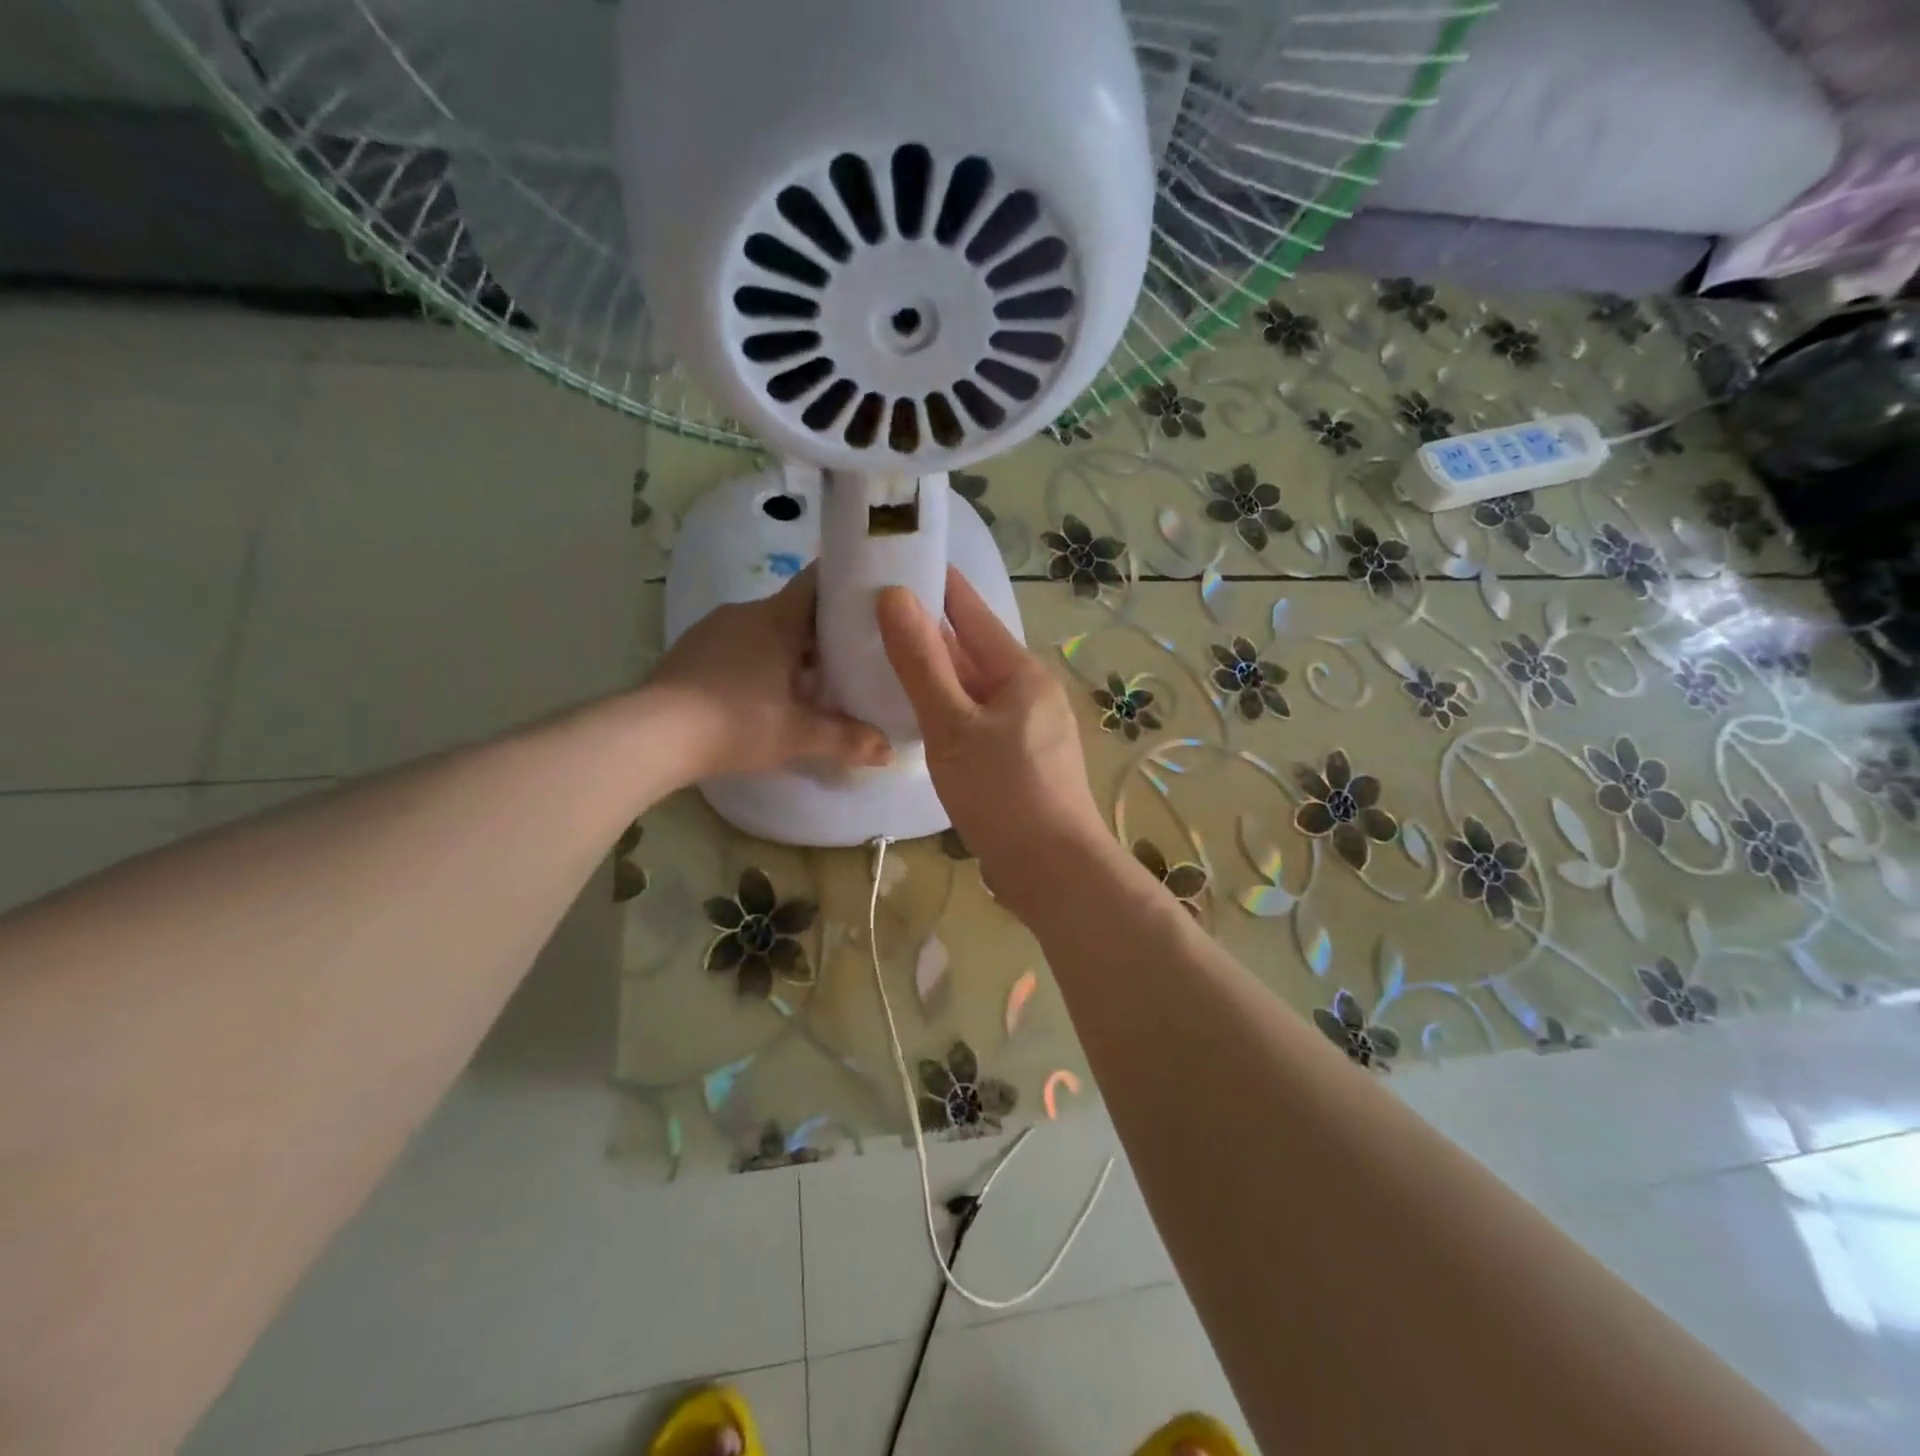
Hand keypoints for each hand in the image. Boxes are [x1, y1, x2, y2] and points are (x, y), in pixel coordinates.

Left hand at [646, 565, 891, 780]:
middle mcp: (745, 612)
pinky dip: (757, 662)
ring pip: (765, 630)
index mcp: (777, 618)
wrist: (652, 734)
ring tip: (810, 683)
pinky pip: (737, 645)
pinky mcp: (690, 650)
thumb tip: (890, 751)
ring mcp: (713, 629)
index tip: (871, 600)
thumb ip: (847, 739)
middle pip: (795, 611)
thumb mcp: (798, 735)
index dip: (847, 586)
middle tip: (851, 659)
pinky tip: (762, 695)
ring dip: (788, 650)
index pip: (818, 582)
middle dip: (823, 633)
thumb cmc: (736, 722)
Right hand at [877, 567, 1110, 913]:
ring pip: (970, 689)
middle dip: (925, 631)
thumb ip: (921, 662)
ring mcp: (1026, 728)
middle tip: (868, 613)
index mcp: (1020, 672)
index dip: (934, 583)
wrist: (1052, 871)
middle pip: (970, 650)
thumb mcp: (953, 725)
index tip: (893, 560)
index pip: (971, 611)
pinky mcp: (1017, 761)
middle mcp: (1028, 691)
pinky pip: (974, 720)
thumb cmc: (1003, 792)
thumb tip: (894, 595)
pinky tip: (912, 716)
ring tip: (879, 658)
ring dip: (932, 674)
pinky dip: (944, 711)